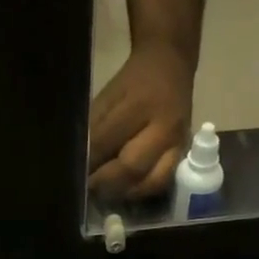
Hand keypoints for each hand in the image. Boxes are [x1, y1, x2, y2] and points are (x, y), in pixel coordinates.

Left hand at [88, 41, 194, 199]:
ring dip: (124, 192)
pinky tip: (126, 191)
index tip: (74, 173)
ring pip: (151, 182)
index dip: (89, 160)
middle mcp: (164, 127)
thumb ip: (95, 128)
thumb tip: (80, 160)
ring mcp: (178, 144)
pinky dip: (141, 191)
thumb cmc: (133, 81)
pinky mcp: (184, 154)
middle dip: (105, 182)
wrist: (171, 66)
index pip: (107, 140)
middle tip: (88, 188)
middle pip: (132, 167)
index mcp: (140, 104)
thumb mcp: (109, 95)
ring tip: (105, 193)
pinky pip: (163, 183)